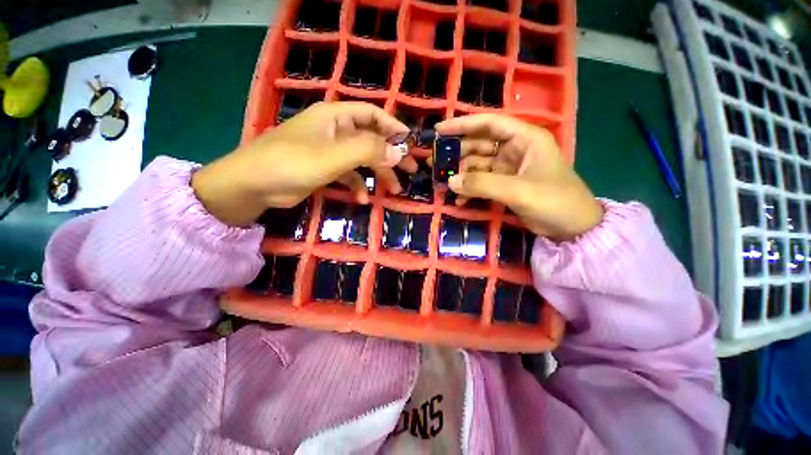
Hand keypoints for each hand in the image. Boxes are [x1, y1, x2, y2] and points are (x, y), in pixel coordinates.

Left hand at [192, 102, 411, 226]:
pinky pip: (348, 175)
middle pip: (372, 139)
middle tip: (411, 170)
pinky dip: (357, 185)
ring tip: (394, 190)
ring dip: (378, 174)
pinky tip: (361, 199)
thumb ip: (367, 151)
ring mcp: (330, 151)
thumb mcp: (333, 156)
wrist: (253, 185)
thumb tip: (398, 152)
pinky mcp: (325, 169)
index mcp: (336, 117)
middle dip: (392, 155)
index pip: (372, 115)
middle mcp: (335, 131)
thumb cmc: (292, 162)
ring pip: (363, 160)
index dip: (393, 127)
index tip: (410, 143)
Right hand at [435, 114, 602, 240]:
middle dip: (457, 154)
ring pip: (478, 166)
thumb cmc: (554, 201)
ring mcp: (508, 169)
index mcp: (524, 139)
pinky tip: (460, 200)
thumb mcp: (517, 190)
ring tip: (443, 185)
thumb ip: (482, 184)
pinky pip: (481, 183)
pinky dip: (470, 190)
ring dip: (461, 175)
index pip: (489, 123)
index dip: (463, 125)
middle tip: (435, 163)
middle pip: (479, 145)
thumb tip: (450, 181)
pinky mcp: (505, 185)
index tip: (439, 130)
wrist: (572, 228)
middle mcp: (515, 149)